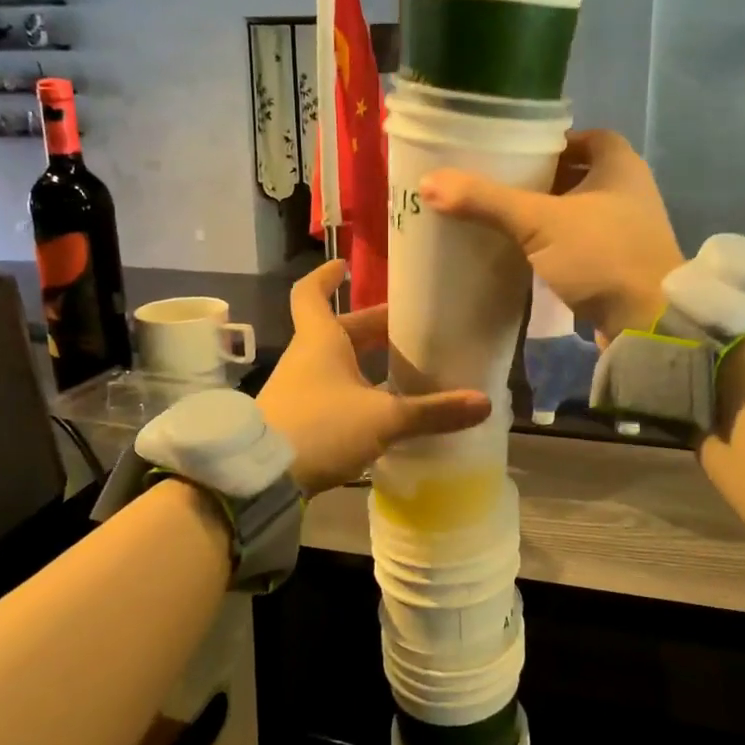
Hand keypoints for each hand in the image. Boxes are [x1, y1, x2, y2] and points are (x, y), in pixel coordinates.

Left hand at [255, 262, 491, 494]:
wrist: (260, 478)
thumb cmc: (319, 427)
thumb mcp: (383, 419)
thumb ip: (432, 412)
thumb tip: (484, 403)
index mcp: (319, 341)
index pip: (310, 294)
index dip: (325, 276)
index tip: (343, 266)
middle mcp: (305, 358)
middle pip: (337, 331)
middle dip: (371, 327)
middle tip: (407, 327)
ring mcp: (298, 390)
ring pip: (335, 364)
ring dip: (364, 362)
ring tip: (403, 367)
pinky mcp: (298, 421)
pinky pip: (332, 394)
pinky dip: (356, 393)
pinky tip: (382, 411)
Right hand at [419, 129, 682, 343]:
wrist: (647, 323)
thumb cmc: (601, 256)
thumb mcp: (539, 222)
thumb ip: (486, 201)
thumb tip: (428, 182)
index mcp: (621, 165)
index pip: (584, 137)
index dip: (551, 142)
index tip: (513, 152)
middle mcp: (629, 192)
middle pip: (579, 175)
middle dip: (541, 180)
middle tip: (497, 185)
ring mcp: (628, 231)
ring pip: (579, 212)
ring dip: (548, 215)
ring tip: (503, 218)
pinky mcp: (620, 265)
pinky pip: (582, 244)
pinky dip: (557, 244)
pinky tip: (526, 253)